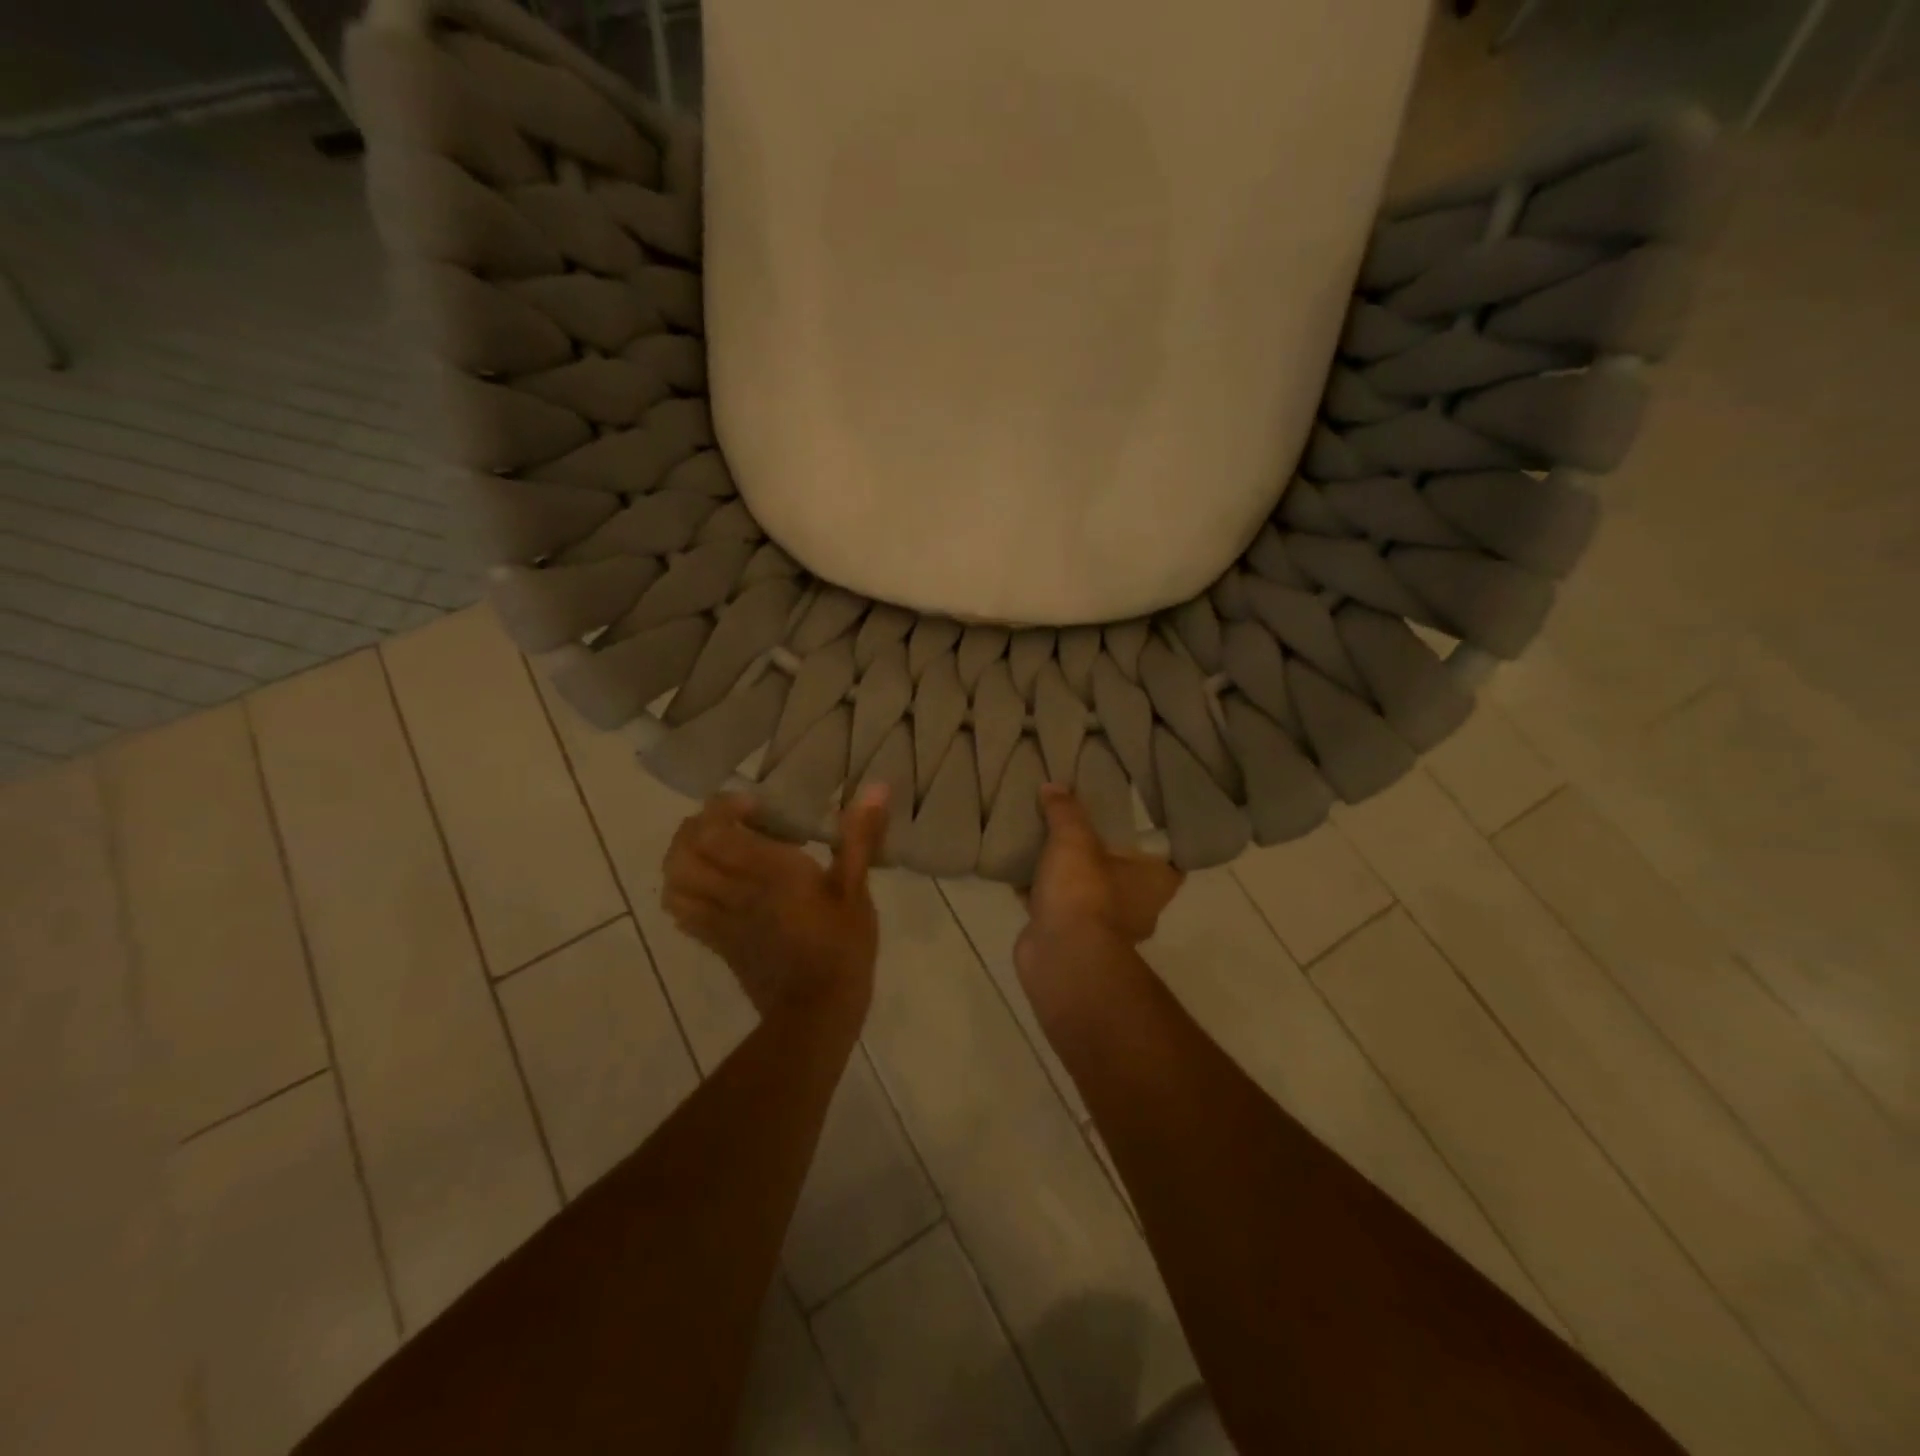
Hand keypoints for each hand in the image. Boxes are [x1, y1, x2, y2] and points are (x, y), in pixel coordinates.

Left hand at [663, 787, 890, 1019]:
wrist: (816, 1012)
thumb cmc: (841, 948)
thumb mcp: (856, 890)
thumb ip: (859, 837)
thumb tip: (876, 786)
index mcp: (768, 872)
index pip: (714, 829)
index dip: (723, 808)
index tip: (756, 806)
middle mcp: (734, 890)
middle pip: (684, 849)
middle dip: (699, 825)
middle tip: (732, 822)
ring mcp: (719, 918)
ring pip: (674, 878)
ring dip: (685, 855)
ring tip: (715, 848)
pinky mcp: (716, 942)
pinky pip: (681, 910)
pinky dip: (685, 889)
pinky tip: (712, 884)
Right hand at [1015, 784, 1183, 974]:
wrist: (1060, 955)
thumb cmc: (1084, 891)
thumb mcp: (1074, 839)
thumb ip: (1065, 811)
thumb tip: (1053, 786)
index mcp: (1155, 881)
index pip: (1164, 856)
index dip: (1150, 838)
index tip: (1132, 819)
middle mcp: (1138, 905)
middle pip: (1120, 871)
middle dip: (1099, 853)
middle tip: (1078, 824)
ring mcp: (1102, 925)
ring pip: (1085, 889)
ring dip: (1067, 874)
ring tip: (1044, 842)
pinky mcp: (1070, 936)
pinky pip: (1056, 906)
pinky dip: (1041, 893)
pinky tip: (1019, 870)